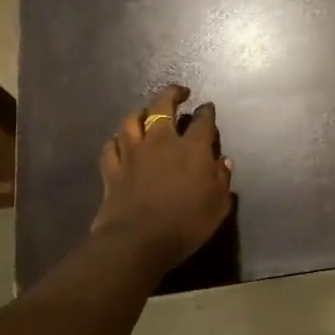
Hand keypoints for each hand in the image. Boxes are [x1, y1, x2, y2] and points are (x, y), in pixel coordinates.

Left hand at [90, 84, 233, 272]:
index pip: (202, 120)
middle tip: (179, 93)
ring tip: (145, 112)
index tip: (208, 108)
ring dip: (140, 112)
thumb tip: (223, 161)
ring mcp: (133, 153)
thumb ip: (222, 180)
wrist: (138, 241)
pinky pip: (111, 146)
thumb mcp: (218, 206)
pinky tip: (120, 142)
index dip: (207, 111)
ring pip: (132, 121)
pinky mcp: (112, 169)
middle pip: (162, 106)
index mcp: (192, 148)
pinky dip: (117, 140)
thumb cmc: (186, 224)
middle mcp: (161, 141)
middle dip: (172, 94)